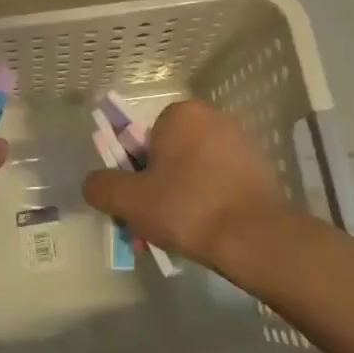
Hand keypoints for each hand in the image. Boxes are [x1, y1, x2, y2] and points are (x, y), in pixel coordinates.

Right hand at [81, 100, 287, 263]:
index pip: (145, 139)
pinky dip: (209, 204)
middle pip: (170, 157)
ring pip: (194, 173)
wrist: (256, 238)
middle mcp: (213, 119)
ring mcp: (241, 144)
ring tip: (179, 237)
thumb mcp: (131, 200)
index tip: (139, 203)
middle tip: (155, 224)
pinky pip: (220, 184)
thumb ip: (103, 187)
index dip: (136, 173)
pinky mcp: (260, 171)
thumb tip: (93, 183)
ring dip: (182, 199)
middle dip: (158, 189)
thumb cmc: (188, 208)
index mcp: (182, 114)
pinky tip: (207, 234)